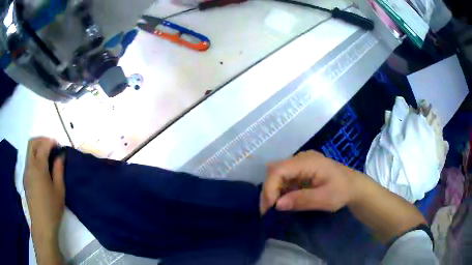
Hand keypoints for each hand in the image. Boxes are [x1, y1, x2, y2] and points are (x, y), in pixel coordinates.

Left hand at [24, 137, 64, 239]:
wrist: (42, 225)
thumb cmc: (52, 208)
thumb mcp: (59, 190)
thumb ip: (59, 170)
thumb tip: (60, 155)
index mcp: (38, 167)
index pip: (43, 146)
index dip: (51, 141)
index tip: (58, 145)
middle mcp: (30, 166)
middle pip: (32, 143)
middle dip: (42, 139)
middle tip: (51, 146)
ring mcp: (26, 172)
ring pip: (29, 150)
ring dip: (37, 147)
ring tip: (47, 156)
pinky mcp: (25, 178)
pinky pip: (28, 160)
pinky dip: (34, 156)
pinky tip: (41, 167)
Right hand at [260, 151, 356, 213]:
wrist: (354, 186)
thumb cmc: (342, 191)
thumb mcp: (325, 198)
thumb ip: (302, 200)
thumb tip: (277, 204)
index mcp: (308, 161)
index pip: (279, 169)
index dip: (270, 187)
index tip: (270, 208)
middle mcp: (301, 158)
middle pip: (275, 170)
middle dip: (268, 190)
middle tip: (267, 210)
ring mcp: (301, 163)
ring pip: (278, 174)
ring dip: (272, 191)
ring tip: (272, 208)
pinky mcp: (301, 169)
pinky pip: (285, 178)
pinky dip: (280, 190)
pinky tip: (283, 201)